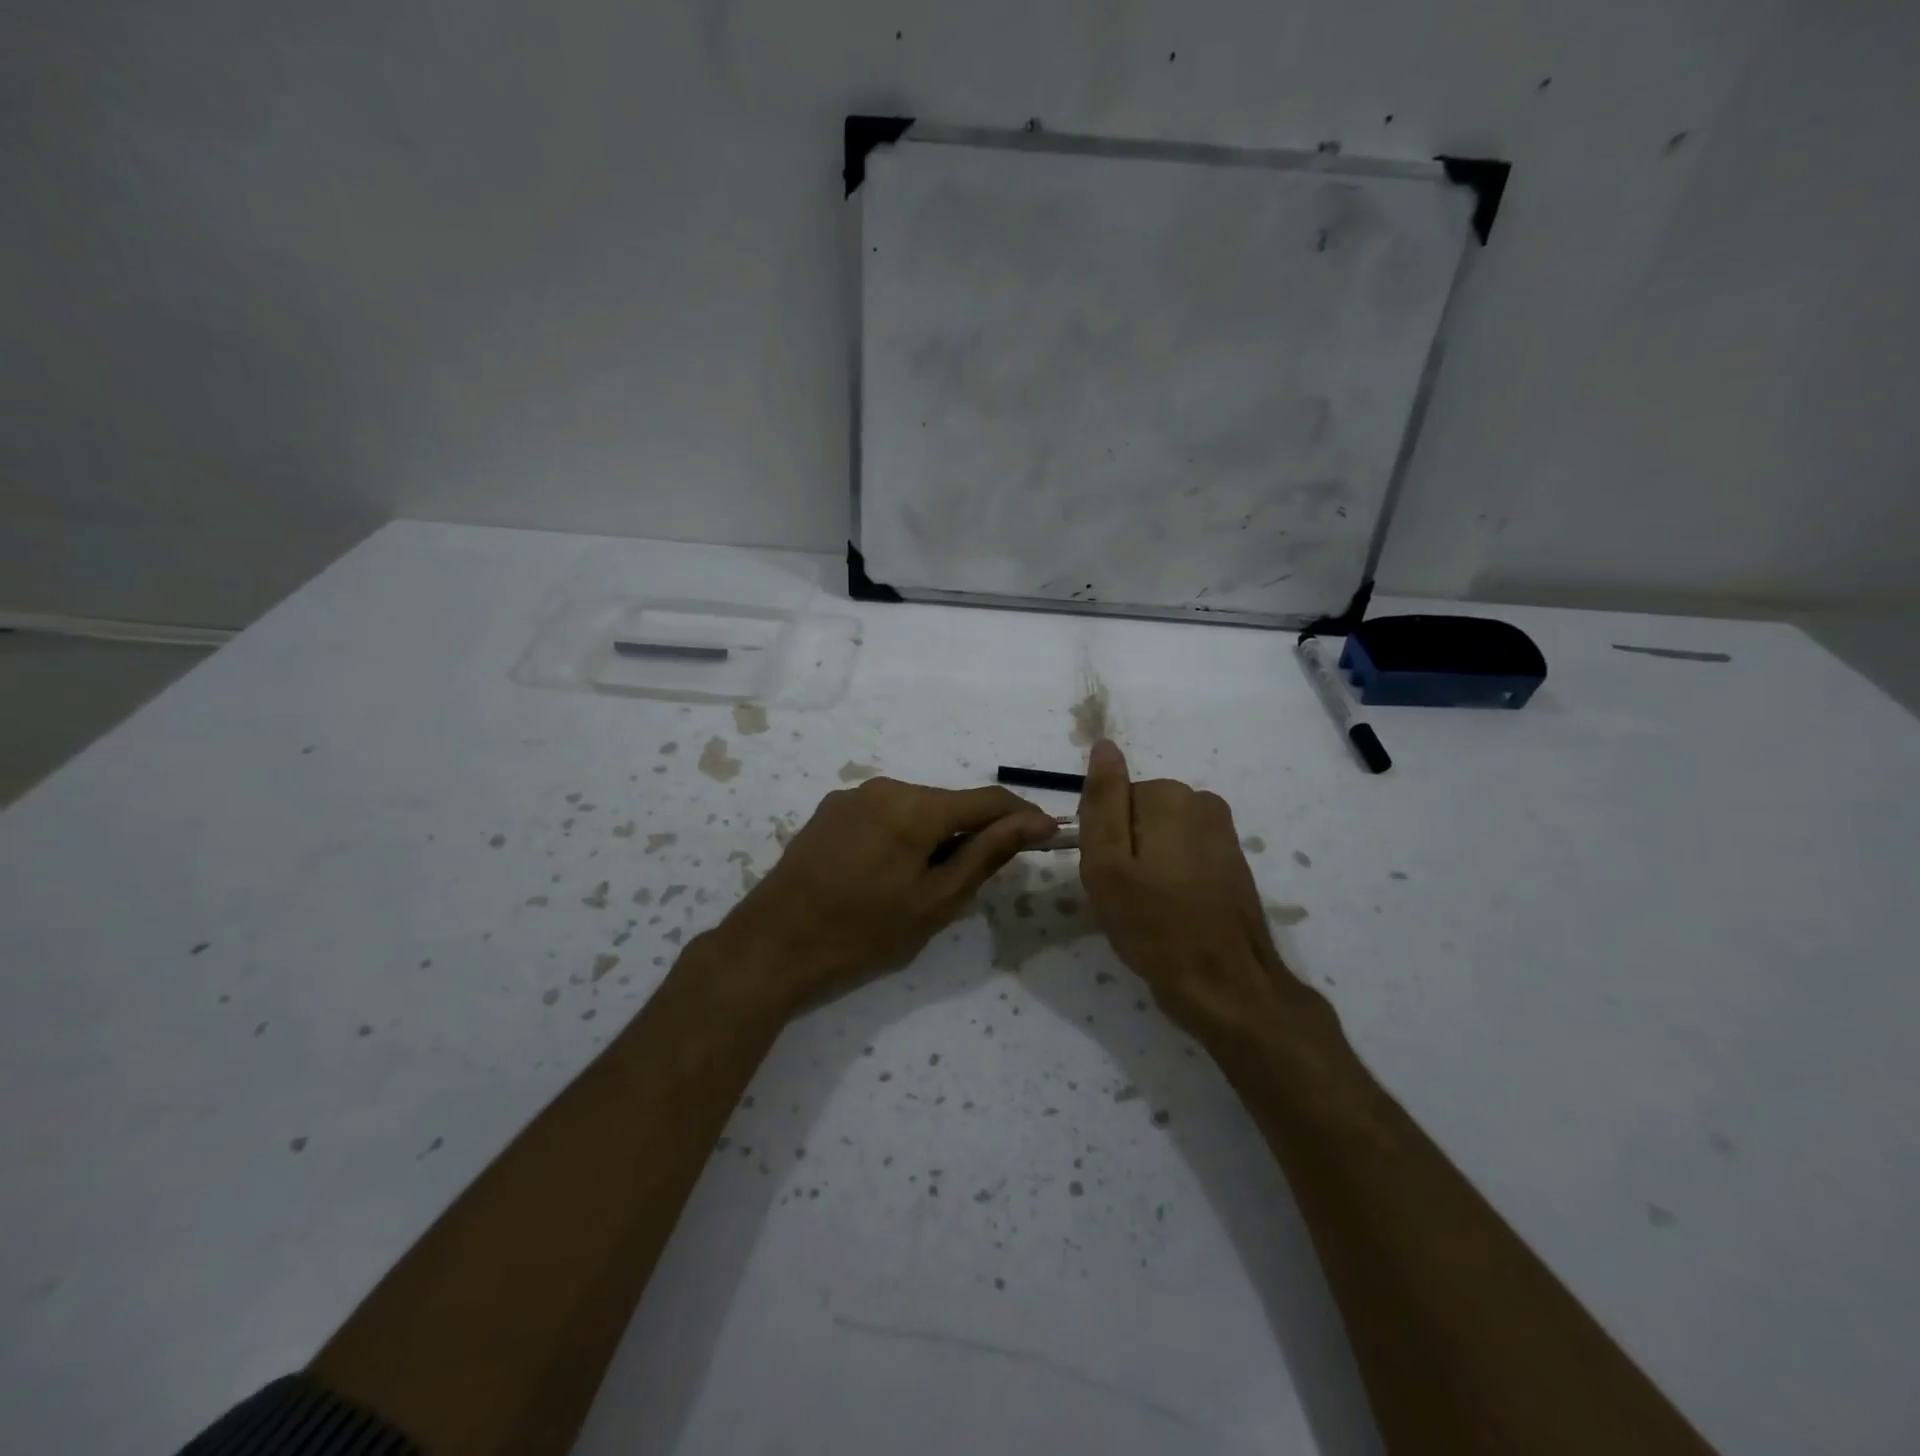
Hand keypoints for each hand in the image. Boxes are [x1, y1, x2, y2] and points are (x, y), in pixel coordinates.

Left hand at [717, 778, 1056, 1007]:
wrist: (775, 942)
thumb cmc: (863, 929)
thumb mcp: (935, 899)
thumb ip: (986, 853)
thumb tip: (1034, 822)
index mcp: (915, 807)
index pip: (986, 799)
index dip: (1021, 816)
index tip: (1046, 835)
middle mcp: (885, 787)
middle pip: (949, 802)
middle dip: (971, 832)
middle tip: (970, 882)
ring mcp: (853, 795)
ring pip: (916, 808)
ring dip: (934, 835)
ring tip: (920, 884)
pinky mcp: (831, 810)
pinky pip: (884, 813)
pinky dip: (902, 834)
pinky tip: (884, 873)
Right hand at [1077, 740, 1301, 1029]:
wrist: (1226, 985)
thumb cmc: (1155, 926)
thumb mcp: (1108, 864)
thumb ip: (1102, 800)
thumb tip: (1104, 745)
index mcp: (1169, 796)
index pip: (1111, 799)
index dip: (1101, 840)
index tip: (1109, 877)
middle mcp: (1202, 801)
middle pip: (1136, 813)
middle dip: (1125, 850)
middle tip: (1126, 897)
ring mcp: (1222, 831)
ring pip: (1158, 834)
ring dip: (1147, 865)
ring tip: (1150, 908)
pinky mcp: (1233, 858)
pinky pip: (1183, 852)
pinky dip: (1172, 875)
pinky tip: (1174, 910)